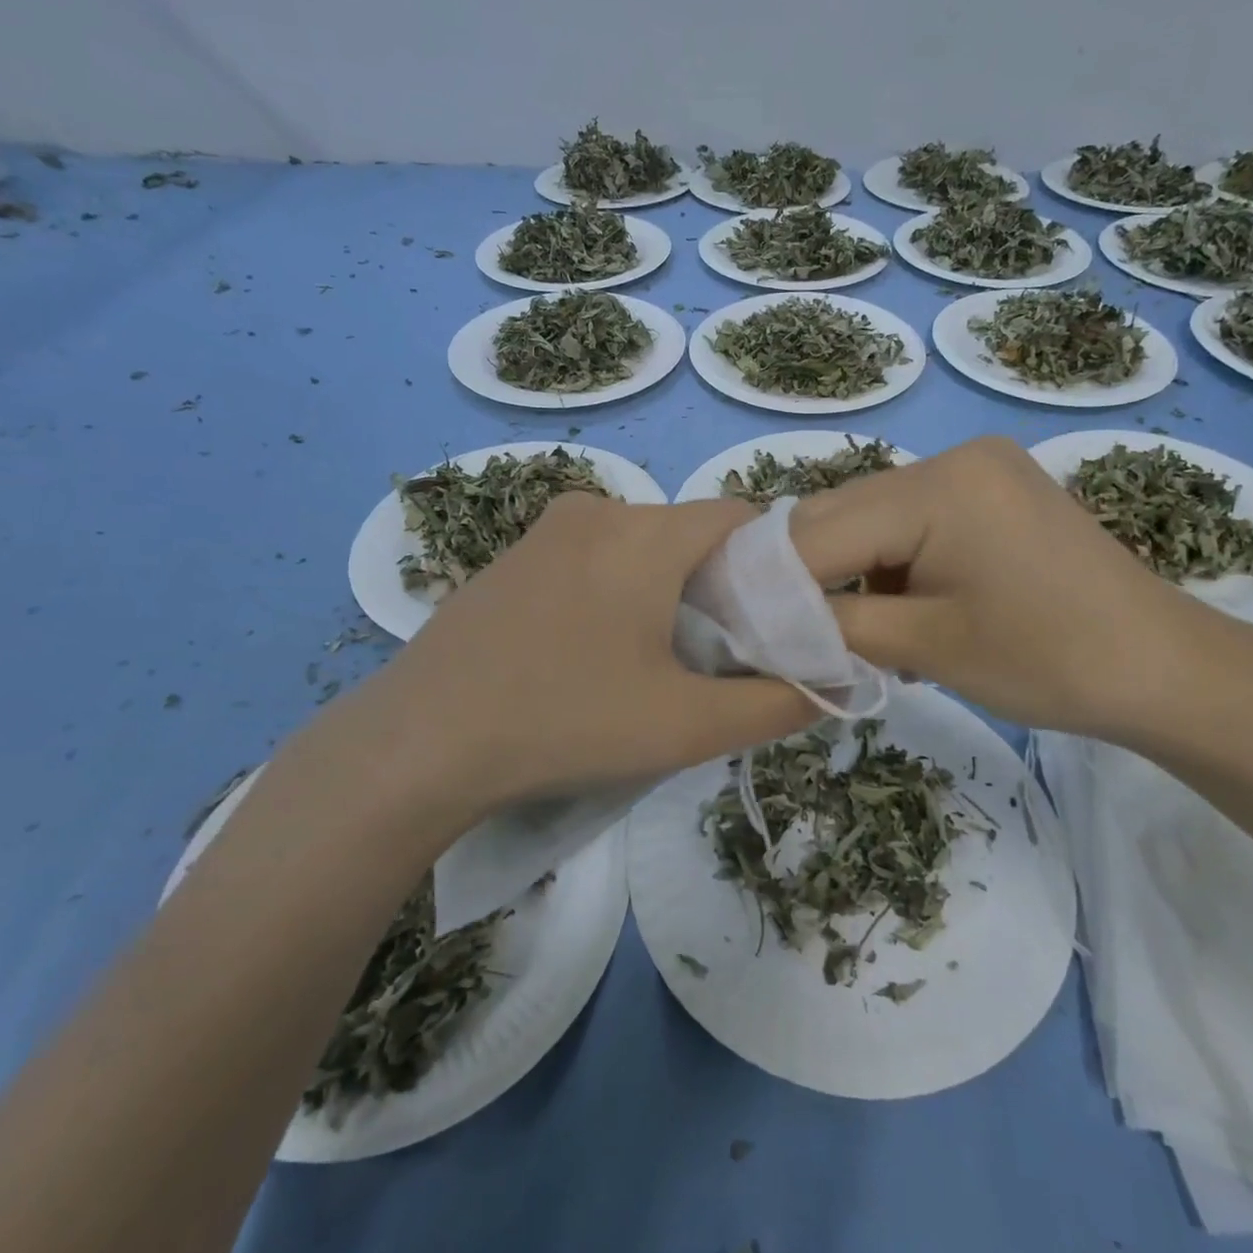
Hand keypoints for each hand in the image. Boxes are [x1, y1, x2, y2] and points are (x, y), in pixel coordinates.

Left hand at [296, 492, 817, 819]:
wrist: (419, 742)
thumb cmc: (565, 722)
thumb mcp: (687, 726)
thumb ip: (776, 702)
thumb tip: (834, 681)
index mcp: (645, 533)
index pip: (742, 519)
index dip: (771, 567)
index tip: (769, 625)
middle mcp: (596, 509)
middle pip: (689, 533)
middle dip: (716, 585)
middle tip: (714, 656)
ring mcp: (544, 530)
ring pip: (639, 545)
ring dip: (663, 590)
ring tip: (651, 662)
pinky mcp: (510, 557)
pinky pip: (590, 556)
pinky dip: (614, 590)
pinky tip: (588, 652)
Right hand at [790, 436, 1222, 741]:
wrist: (1165, 668)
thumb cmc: (1051, 662)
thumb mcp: (927, 648)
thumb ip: (834, 626)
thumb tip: (762, 621)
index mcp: (938, 486)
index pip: (819, 531)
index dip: (769, 580)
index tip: (734, 625)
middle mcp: (952, 458)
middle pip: (840, 514)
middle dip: (805, 574)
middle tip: (779, 631)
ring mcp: (975, 469)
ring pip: (870, 518)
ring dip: (845, 571)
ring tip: (842, 629)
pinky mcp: (990, 490)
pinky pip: (909, 521)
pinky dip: (886, 563)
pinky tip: (892, 609)